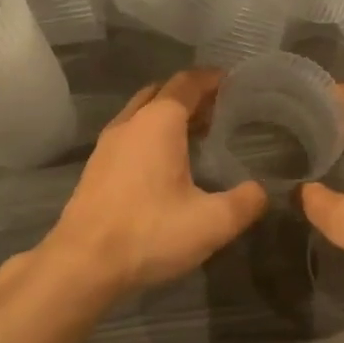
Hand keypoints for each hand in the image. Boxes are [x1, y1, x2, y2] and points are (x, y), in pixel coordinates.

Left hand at [36, 70, 266, 298]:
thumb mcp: (212, 222)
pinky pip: (129, 136)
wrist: (83, 263)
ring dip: (167, 117)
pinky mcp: (95, 169)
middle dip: (190, 96)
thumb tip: (260, 191)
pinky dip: (150, 136)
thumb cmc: (150, 233)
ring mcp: (107, 145)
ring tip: (196, 136)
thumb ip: (245, 202)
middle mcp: (130, 123)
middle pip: (162, 93)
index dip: (212, 79)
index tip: (234, 83)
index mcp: (159, 122)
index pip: (187, 83)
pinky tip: (165, 165)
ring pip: (141, 114)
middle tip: (219, 110)